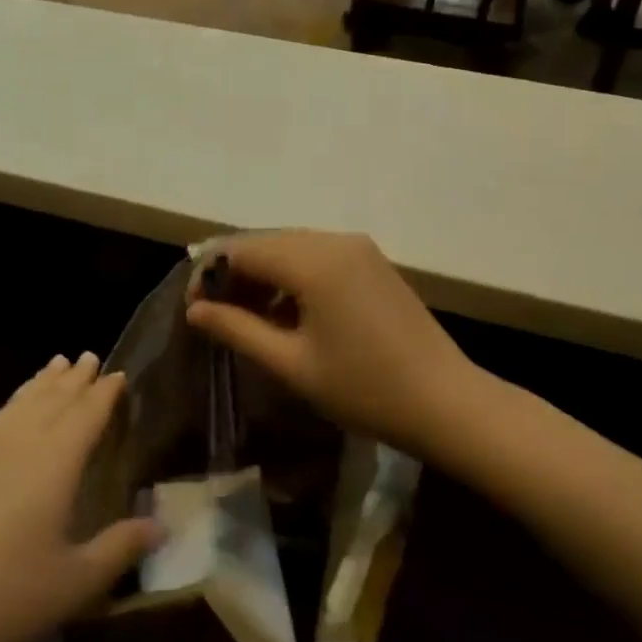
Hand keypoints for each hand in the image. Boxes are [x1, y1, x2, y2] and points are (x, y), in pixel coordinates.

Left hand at [0, 354, 156, 641]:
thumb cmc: (3, 599)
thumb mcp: (75, 583)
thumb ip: (120, 548)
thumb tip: (161, 525)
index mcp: (53, 461)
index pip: (86, 413)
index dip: (105, 393)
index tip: (120, 373)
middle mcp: (19, 445)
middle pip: (51, 400)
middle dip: (73, 378)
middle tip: (89, 356)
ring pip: (19, 404)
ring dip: (40, 383)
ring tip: (54, 365)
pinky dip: (14, 404)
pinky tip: (12, 416)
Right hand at [185, 231, 474, 455]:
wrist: (446, 402)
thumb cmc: (364, 388)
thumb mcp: (292, 363)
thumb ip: (238, 329)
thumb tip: (195, 311)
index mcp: (313, 260)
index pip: (241, 249)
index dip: (209, 275)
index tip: (195, 312)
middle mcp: (335, 240)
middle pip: (266, 242)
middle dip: (235, 274)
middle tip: (217, 316)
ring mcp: (359, 248)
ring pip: (291, 247)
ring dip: (264, 275)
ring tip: (249, 319)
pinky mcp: (373, 262)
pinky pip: (318, 256)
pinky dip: (293, 276)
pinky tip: (288, 313)